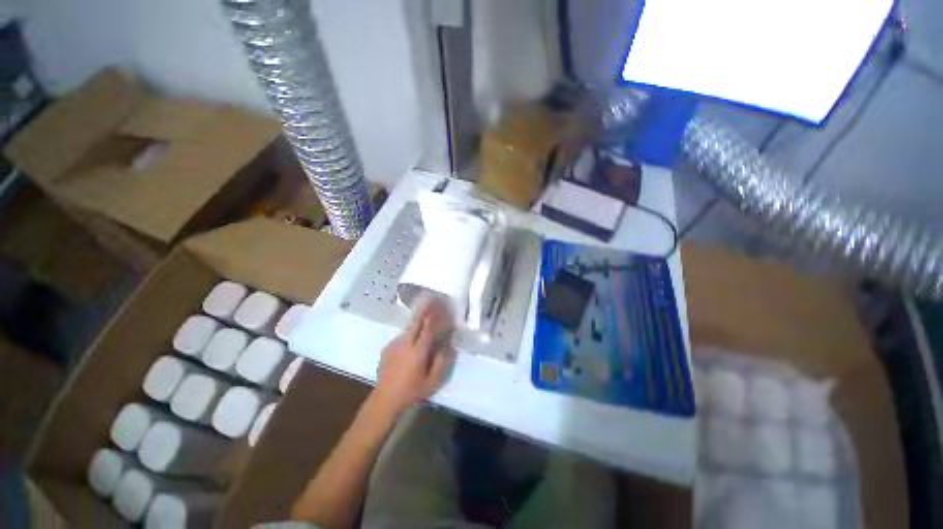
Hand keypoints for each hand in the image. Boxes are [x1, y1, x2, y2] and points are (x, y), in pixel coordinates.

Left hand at [374, 297, 453, 414]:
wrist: (384, 399)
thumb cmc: (412, 391)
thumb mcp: (432, 381)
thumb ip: (441, 361)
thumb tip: (449, 345)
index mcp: (417, 352)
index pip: (428, 328)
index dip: (435, 315)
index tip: (441, 305)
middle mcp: (405, 344)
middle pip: (416, 321)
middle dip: (424, 308)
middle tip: (431, 296)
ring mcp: (394, 344)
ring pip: (409, 328)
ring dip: (417, 320)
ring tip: (425, 317)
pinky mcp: (387, 348)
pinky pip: (402, 336)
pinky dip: (410, 333)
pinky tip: (413, 339)